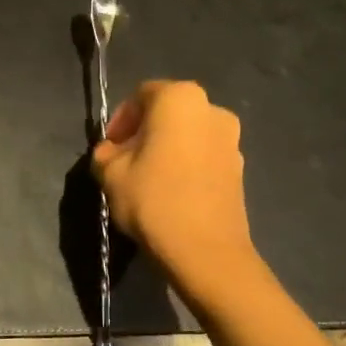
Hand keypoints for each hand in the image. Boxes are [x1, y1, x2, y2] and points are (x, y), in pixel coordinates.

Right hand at [92, 80, 258, 291]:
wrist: (205, 250)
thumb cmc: (152, 200)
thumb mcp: (110, 174)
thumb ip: (105, 153)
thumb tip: (111, 153)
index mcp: (179, 99)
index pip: (141, 95)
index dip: (120, 120)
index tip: (108, 149)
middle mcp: (212, 109)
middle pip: (168, 112)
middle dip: (144, 132)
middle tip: (124, 161)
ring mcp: (231, 138)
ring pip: (187, 134)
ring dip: (166, 148)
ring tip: (147, 179)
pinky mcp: (240, 167)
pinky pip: (203, 155)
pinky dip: (186, 164)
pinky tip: (171, 191)